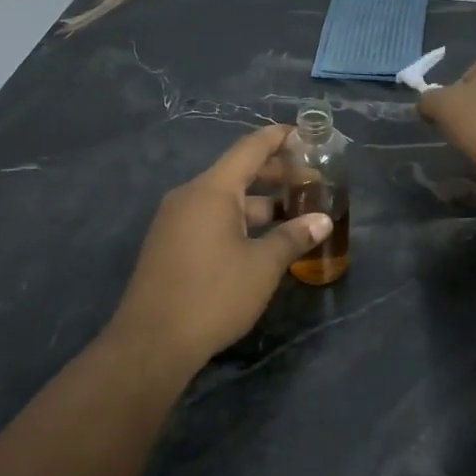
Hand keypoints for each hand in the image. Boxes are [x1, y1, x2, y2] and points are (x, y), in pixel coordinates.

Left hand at [108, 125, 332, 367]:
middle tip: (310, 181)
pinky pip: (210, 219)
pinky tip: (262, 239)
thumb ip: (293, 238)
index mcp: (212, 191)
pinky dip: (239, 220)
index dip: (278, 138)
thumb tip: (323, 221)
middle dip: (274, 174)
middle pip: (237, 173)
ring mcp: (176, 221)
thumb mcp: (262, 266)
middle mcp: (189, 197)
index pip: (249, 149)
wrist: (153, 342)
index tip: (304, 133)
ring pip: (224, 200)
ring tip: (293, 213)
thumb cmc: (214, 295)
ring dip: (259, 203)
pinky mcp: (170, 245)